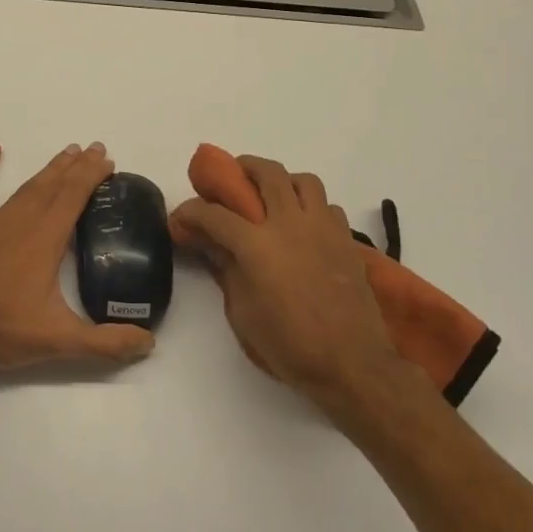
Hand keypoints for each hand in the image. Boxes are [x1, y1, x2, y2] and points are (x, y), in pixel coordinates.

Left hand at [0, 142, 155, 375]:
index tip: (108, 161)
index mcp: (46, 239)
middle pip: (54, 185)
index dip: (92, 175)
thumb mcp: (60, 340)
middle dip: (76, 166)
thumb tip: (148, 342)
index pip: (75, 196)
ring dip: (48, 169)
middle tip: (94, 149)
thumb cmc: (3, 331)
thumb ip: (106, 342)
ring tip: (66, 153)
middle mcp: (22, 221)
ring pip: (26, 186)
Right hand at [170, 156, 398, 402]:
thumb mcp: (242, 313)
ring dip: (283, 181)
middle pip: (266, 173)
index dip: (190, 212)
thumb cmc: (289, 345)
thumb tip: (210, 245)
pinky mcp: (346, 240)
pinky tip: (305, 227)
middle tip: (232, 179)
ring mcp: (322, 228)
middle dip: (242, 168)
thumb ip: (226, 270)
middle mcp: (289, 223)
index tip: (180, 218)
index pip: (213, 214)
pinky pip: (328, 206)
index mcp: (256, 244)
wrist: (352, 363)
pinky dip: (312, 208)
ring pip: (303, 180)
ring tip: (274, 197)